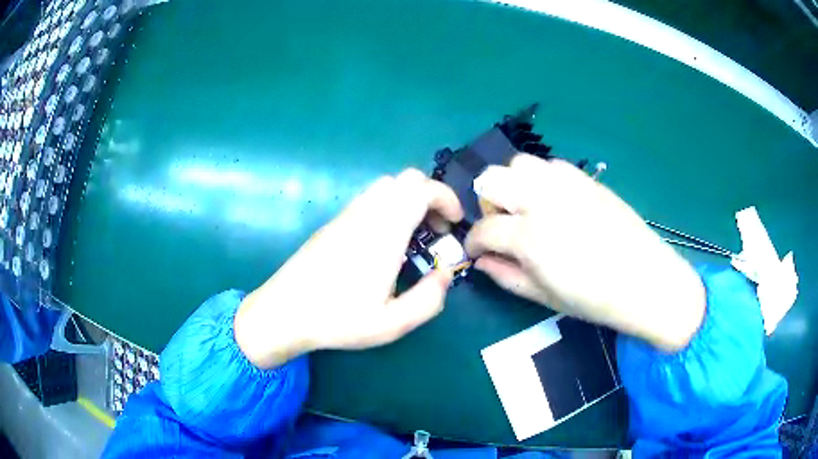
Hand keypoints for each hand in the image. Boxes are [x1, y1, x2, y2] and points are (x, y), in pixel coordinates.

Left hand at [234, 169, 463, 368]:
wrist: (284, 312)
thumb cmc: (337, 320)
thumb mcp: (391, 324)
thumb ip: (428, 300)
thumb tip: (445, 275)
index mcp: (383, 233)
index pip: (420, 189)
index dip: (446, 198)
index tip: (453, 223)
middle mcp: (365, 214)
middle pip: (405, 179)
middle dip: (430, 196)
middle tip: (435, 230)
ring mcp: (346, 216)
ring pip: (385, 186)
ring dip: (408, 200)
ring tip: (413, 237)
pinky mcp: (333, 223)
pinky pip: (368, 199)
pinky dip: (389, 207)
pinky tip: (385, 242)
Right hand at [465, 155, 705, 351]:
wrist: (645, 280)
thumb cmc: (594, 299)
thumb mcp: (543, 296)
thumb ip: (505, 275)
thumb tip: (480, 261)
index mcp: (529, 236)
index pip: (484, 228)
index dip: (473, 241)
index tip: (476, 250)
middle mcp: (541, 200)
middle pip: (491, 179)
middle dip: (486, 202)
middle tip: (501, 224)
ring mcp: (565, 184)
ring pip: (519, 163)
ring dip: (512, 183)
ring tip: (526, 207)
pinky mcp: (585, 178)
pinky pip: (550, 165)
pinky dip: (541, 178)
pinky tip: (554, 200)